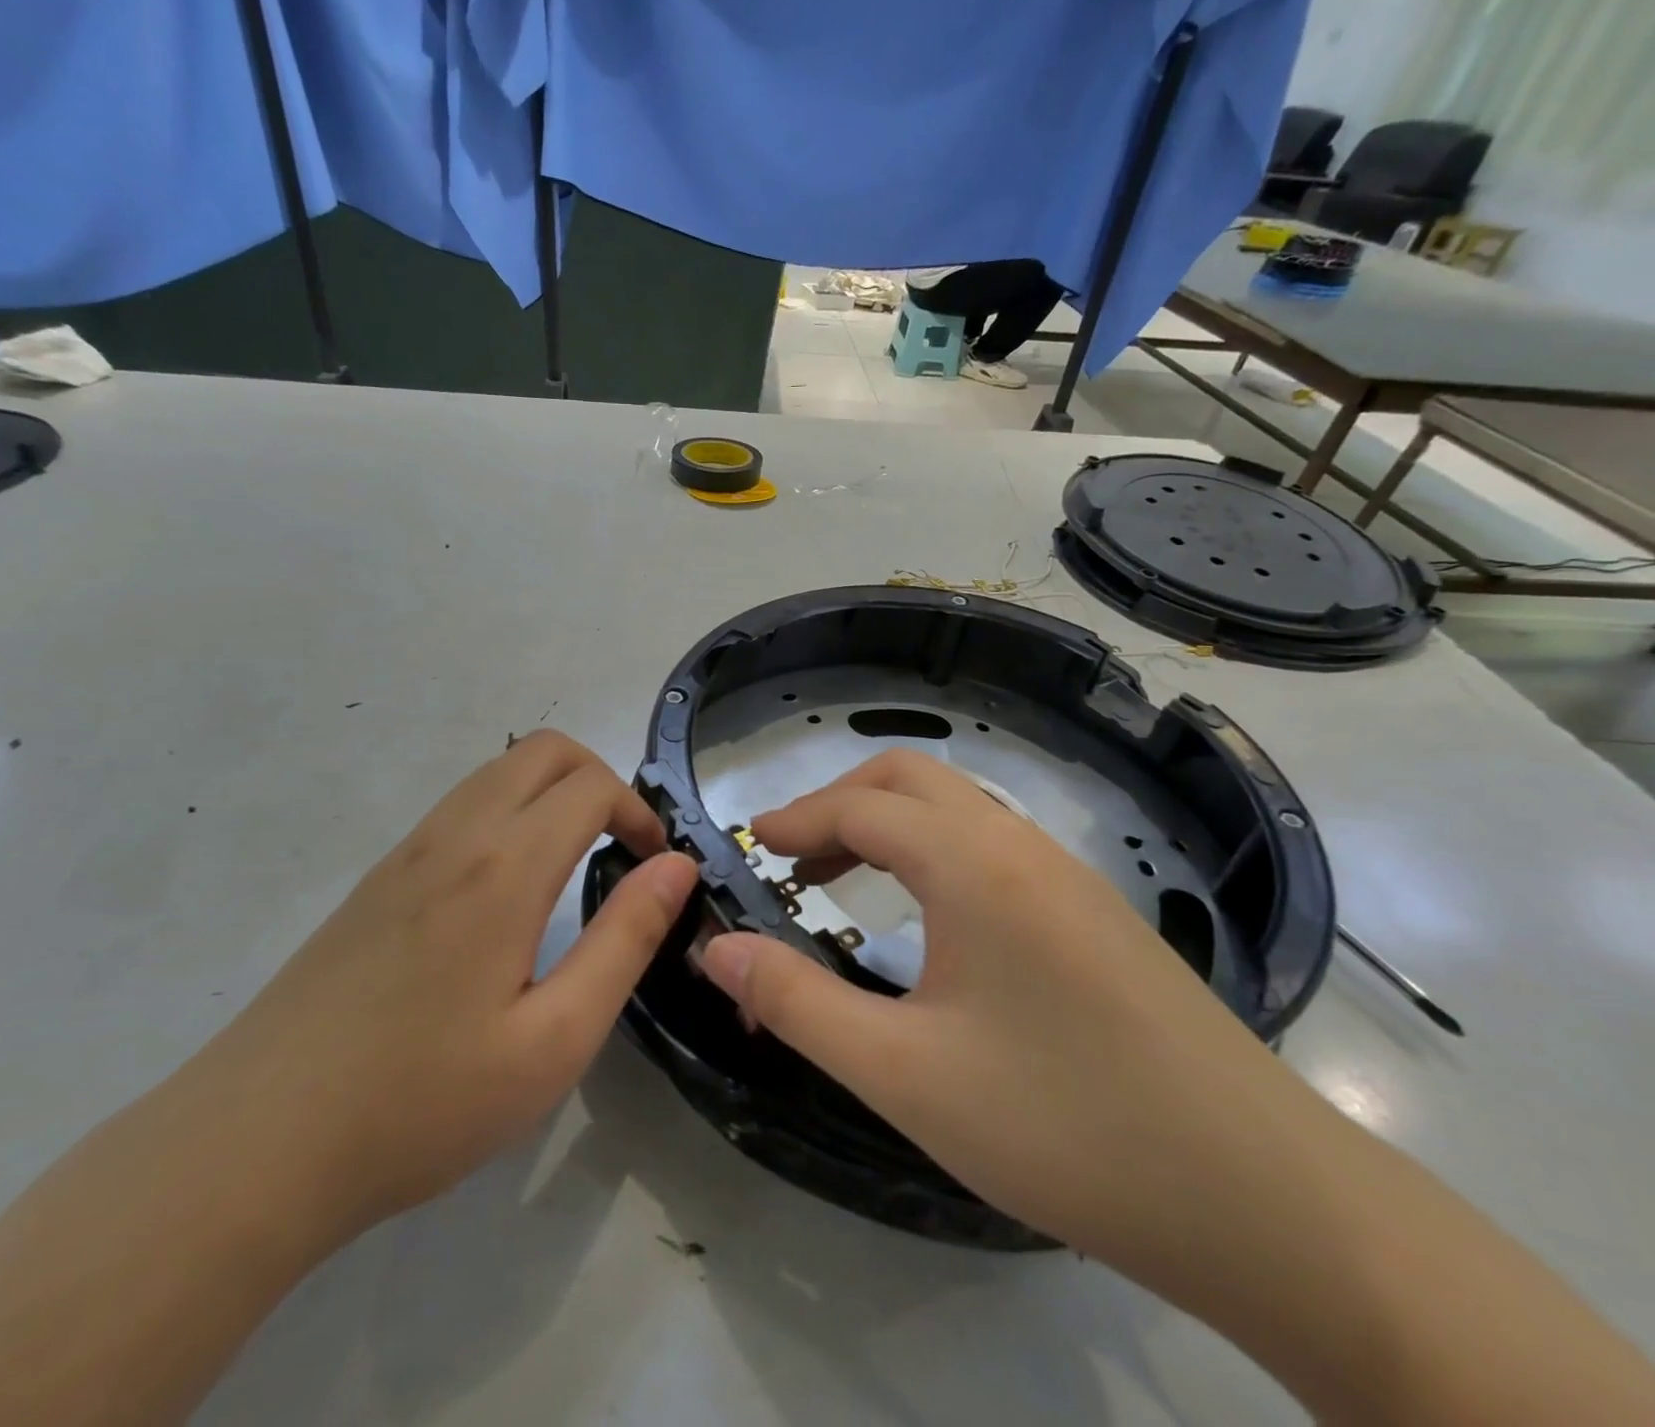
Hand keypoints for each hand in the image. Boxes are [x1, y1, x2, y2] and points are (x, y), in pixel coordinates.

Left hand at [199, 730, 697, 1244]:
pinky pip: (460, 807)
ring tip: (573, 865)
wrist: (256, 1145)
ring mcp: (406, 850)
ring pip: (497, 772)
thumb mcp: (555, 1038)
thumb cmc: (423, 1102)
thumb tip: (675, 867)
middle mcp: (453, 835)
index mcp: (503, 866)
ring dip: (551, 793)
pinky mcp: (377, 877)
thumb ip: (625, 940)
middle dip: (600, 780)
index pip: (591, 785)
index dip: (639, 811)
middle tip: (621, 849)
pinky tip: (508, 890)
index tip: (655, 864)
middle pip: (544, 750)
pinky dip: (508, 812)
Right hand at [694, 748, 1286, 1256]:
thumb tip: (715, 949)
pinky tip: (924, 919)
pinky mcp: (1094, 913)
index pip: (859, 808)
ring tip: (839, 882)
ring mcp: (1067, 875)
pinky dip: (931, 853)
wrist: (1267, 1202)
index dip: (794, 819)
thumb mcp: (903, 1073)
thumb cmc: (1064, 1127)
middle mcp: (1020, 846)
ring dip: (887, 825)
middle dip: (838, 802)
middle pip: (910, 780)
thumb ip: (795, 1003)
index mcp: (973, 864)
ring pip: (955, 809)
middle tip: (789, 858)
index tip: (748, 846)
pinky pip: (990, 846)